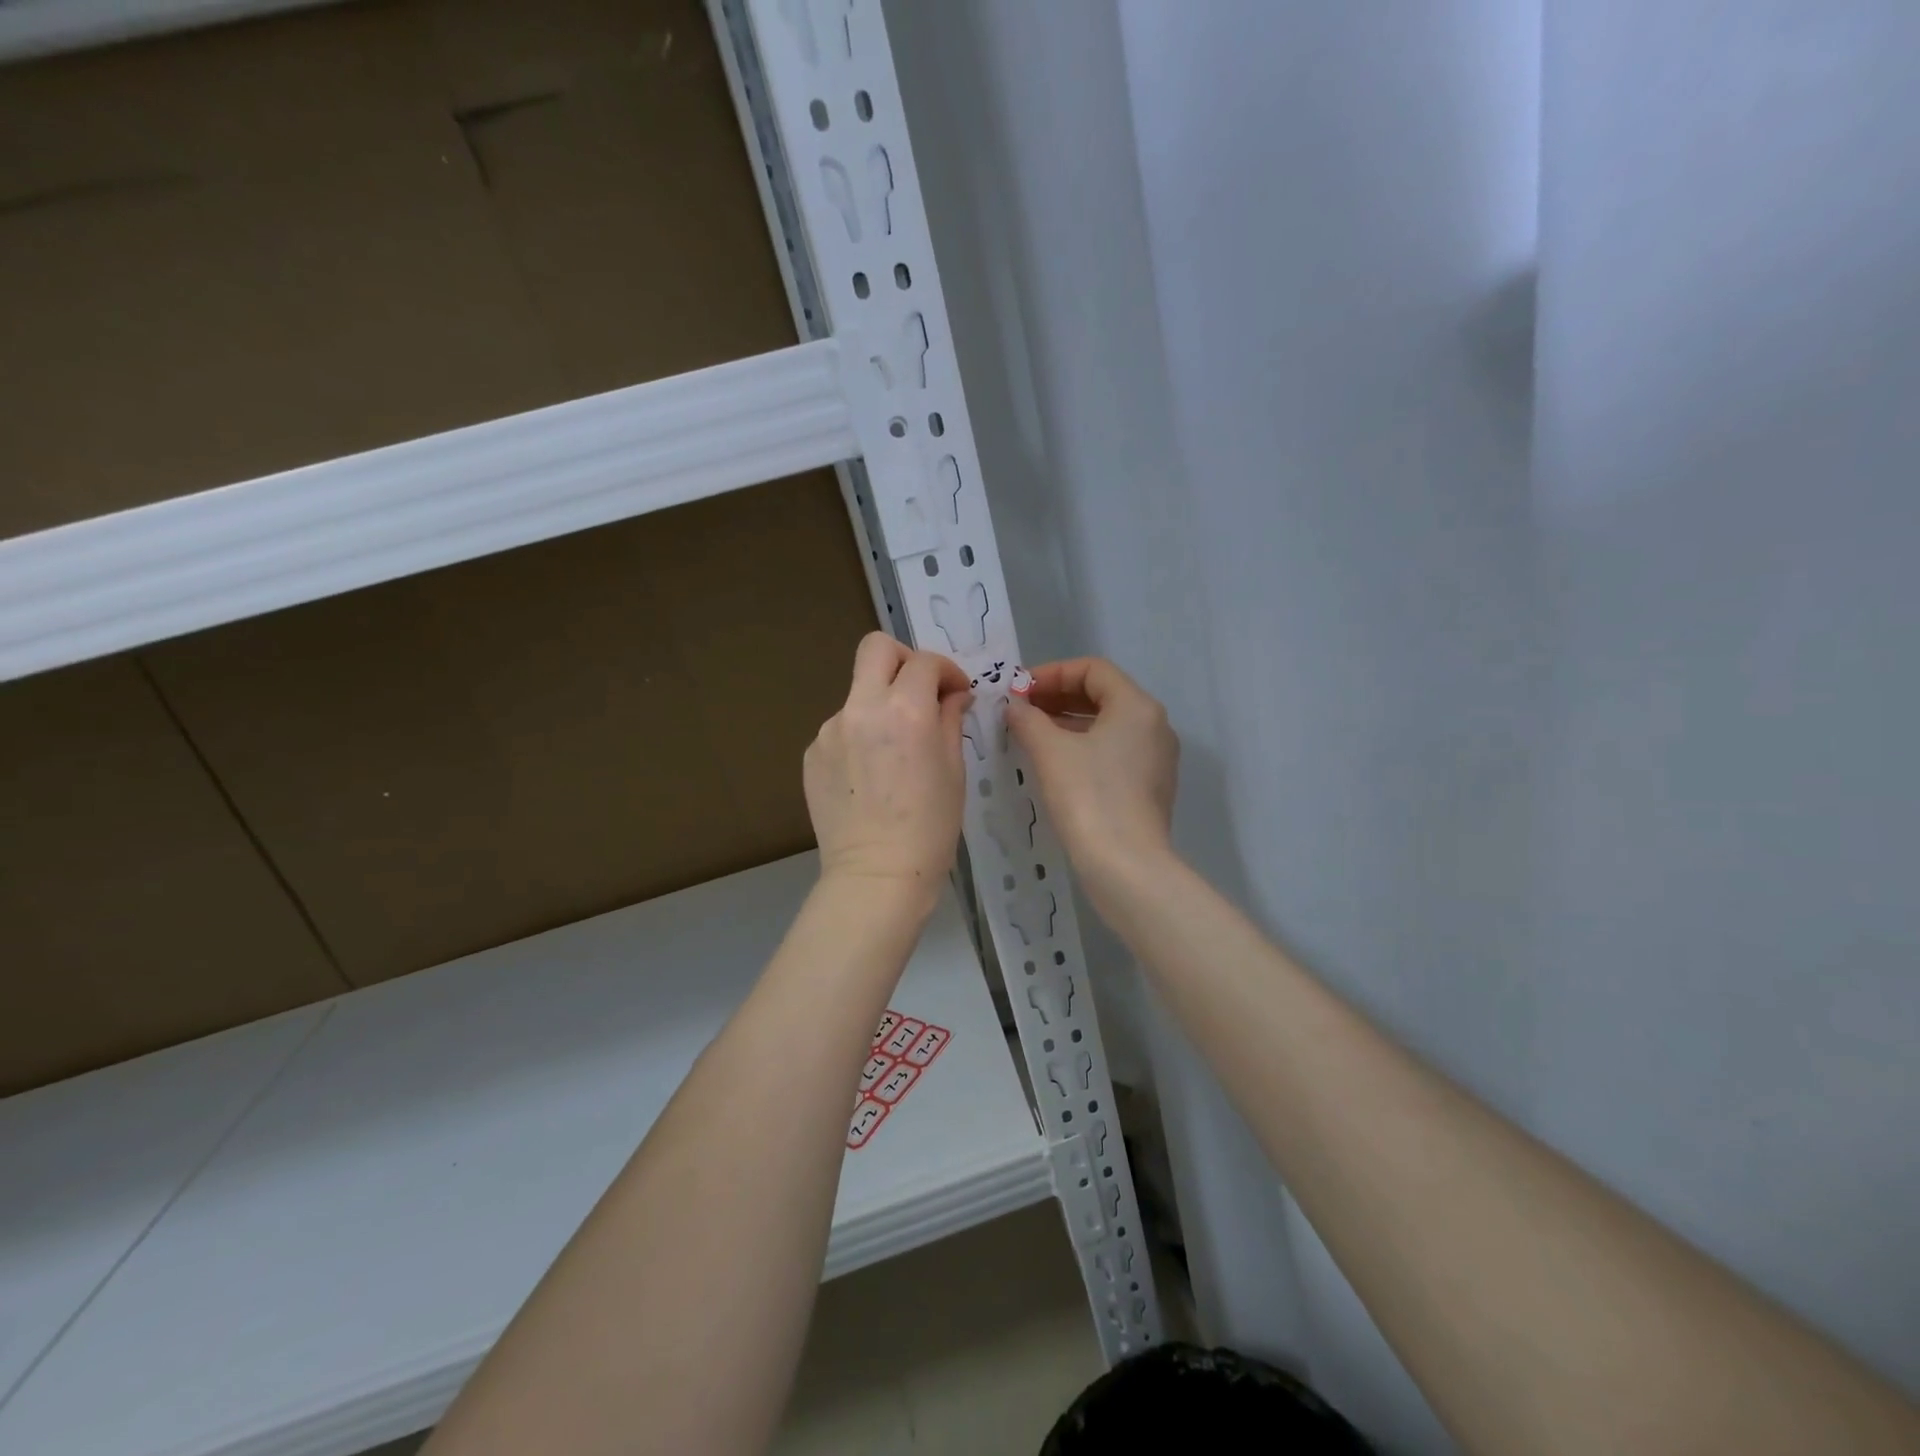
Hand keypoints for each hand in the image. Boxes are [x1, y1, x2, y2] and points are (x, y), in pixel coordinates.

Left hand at [805, 632, 971, 905]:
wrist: (877, 874)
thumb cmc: (930, 827)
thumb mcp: (954, 769)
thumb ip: (949, 719)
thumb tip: (952, 695)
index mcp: (905, 710)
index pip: (924, 662)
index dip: (947, 671)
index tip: (956, 693)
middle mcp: (861, 708)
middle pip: (876, 648)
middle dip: (904, 660)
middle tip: (920, 691)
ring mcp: (830, 729)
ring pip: (858, 692)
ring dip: (881, 704)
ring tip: (895, 749)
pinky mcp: (812, 753)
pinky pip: (842, 727)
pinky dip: (861, 735)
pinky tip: (871, 774)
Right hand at [1006, 658, 1179, 897]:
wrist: (1125, 865)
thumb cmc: (1088, 796)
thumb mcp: (1050, 751)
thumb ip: (1028, 719)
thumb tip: (1015, 707)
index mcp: (1137, 706)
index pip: (1093, 669)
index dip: (1052, 673)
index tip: (1018, 690)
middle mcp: (1154, 725)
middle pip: (1102, 694)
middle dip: (1058, 697)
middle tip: (1020, 710)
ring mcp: (1156, 758)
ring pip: (1107, 725)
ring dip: (1067, 723)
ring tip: (1030, 734)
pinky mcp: (1149, 787)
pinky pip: (1113, 752)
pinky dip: (1082, 747)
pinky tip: (1053, 763)